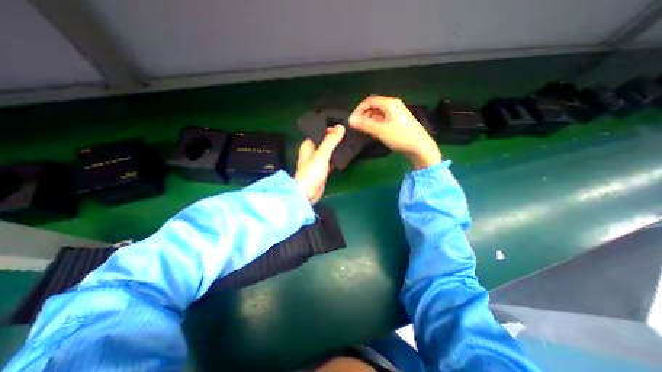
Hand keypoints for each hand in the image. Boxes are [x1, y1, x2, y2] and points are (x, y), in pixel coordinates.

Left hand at [294, 127, 345, 204]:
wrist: (307, 194)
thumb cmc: (311, 173)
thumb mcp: (321, 155)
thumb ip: (330, 141)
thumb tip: (340, 127)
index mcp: (308, 145)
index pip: (319, 132)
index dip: (329, 128)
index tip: (342, 126)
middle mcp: (312, 152)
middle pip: (325, 141)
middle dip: (335, 138)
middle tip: (348, 134)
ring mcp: (317, 161)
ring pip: (328, 151)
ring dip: (336, 148)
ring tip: (349, 142)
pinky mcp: (322, 170)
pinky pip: (331, 160)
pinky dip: (337, 158)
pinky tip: (345, 155)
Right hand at [349, 96, 440, 169]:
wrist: (419, 147)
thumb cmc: (400, 136)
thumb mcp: (380, 130)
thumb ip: (364, 124)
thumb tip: (350, 120)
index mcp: (390, 103)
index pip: (370, 100)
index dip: (359, 109)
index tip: (353, 120)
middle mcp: (393, 106)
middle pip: (374, 107)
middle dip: (364, 115)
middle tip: (357, 127)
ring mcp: (396, 115)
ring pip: (378, 115)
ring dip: (369, 121)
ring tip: (363, 131)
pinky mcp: (397, 124)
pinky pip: (383, 121)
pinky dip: (375, 125)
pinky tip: (373, 133)